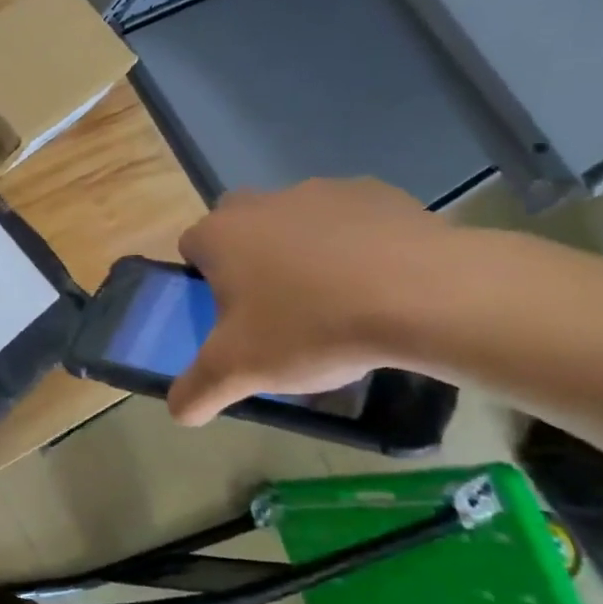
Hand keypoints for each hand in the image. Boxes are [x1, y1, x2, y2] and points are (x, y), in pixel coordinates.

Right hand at [167, 178, 456, 425]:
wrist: (424, 296)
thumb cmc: (311, 328)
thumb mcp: (239, 372)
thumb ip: (197, 392)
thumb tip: (179, 412)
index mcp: (220, 235)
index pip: (191, 247)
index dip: (203, 280)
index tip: (228, 314)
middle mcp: (262, 202)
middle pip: (240, 228)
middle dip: (250, 260)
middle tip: (275, 307)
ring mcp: (322, 191)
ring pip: (295, 222)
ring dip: (303, 252)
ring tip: (335, 301)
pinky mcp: (377, 193)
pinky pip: (350, 220)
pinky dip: (354, 246)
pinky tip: (377, 284)